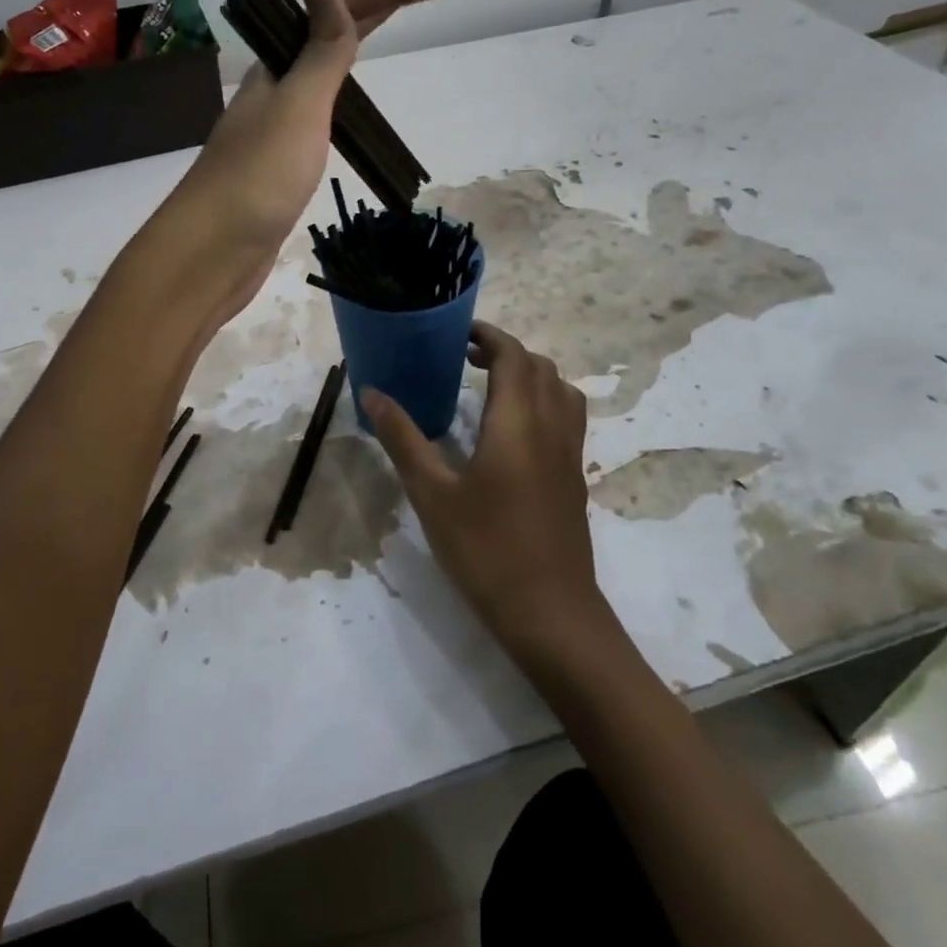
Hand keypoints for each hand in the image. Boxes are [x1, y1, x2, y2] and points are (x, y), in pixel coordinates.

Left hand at [167, 0, 456, 316]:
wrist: (211, 254)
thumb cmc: (257, 179)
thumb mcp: (298, 107)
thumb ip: (319, 50)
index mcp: (279, 65)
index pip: (343, 7)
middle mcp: (277, 86)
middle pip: (334, 29)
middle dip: (385, 3)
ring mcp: (279, 124)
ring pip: (324, 68)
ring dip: (358, 40)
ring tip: (396, 27)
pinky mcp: (283, 162)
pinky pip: (321, 110)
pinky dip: (344, 93)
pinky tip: (353, 102)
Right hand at [363, 323, 601, 646]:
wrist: (551, 613)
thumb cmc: (486, 549)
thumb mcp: (432, 493)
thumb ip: (402, 438)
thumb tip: (371, 392)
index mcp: (517, 421)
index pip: (513, 355)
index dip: (489, 335)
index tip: (458, 333)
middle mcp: (552, 426)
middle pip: (540, 367)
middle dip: (505, 351)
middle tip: (466, 358)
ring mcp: (570, 453)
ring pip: (560, 390)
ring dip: (530, 375)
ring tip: (491, 387)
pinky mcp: (575, 477)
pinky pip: (567, 417)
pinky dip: (544, 401)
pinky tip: (513, 432)